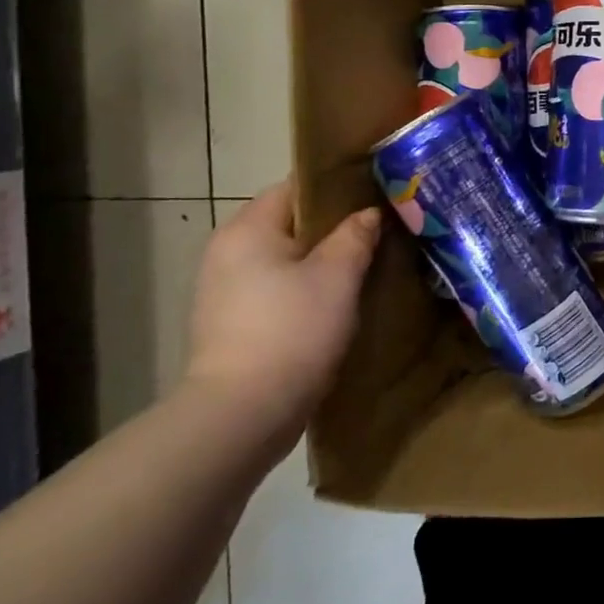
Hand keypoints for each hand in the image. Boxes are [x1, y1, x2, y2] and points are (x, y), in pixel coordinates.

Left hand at [185, 183, 381, 439]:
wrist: (243, 415)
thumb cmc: (292, 331)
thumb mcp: (337, 277)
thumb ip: (355, 236)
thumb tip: (368, 214)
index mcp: (247, 229)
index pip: (295, 188)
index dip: (337, 189)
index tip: (375, 197)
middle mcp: (227, 252)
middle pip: (290, 226)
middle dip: (332, 230)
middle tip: (379, 235)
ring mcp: (224, 292)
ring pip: (285, 262)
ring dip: (321, 264)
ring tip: (365, 270)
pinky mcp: (231, 326)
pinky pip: (277, 292)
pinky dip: (305, 292)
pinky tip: (337, 306)